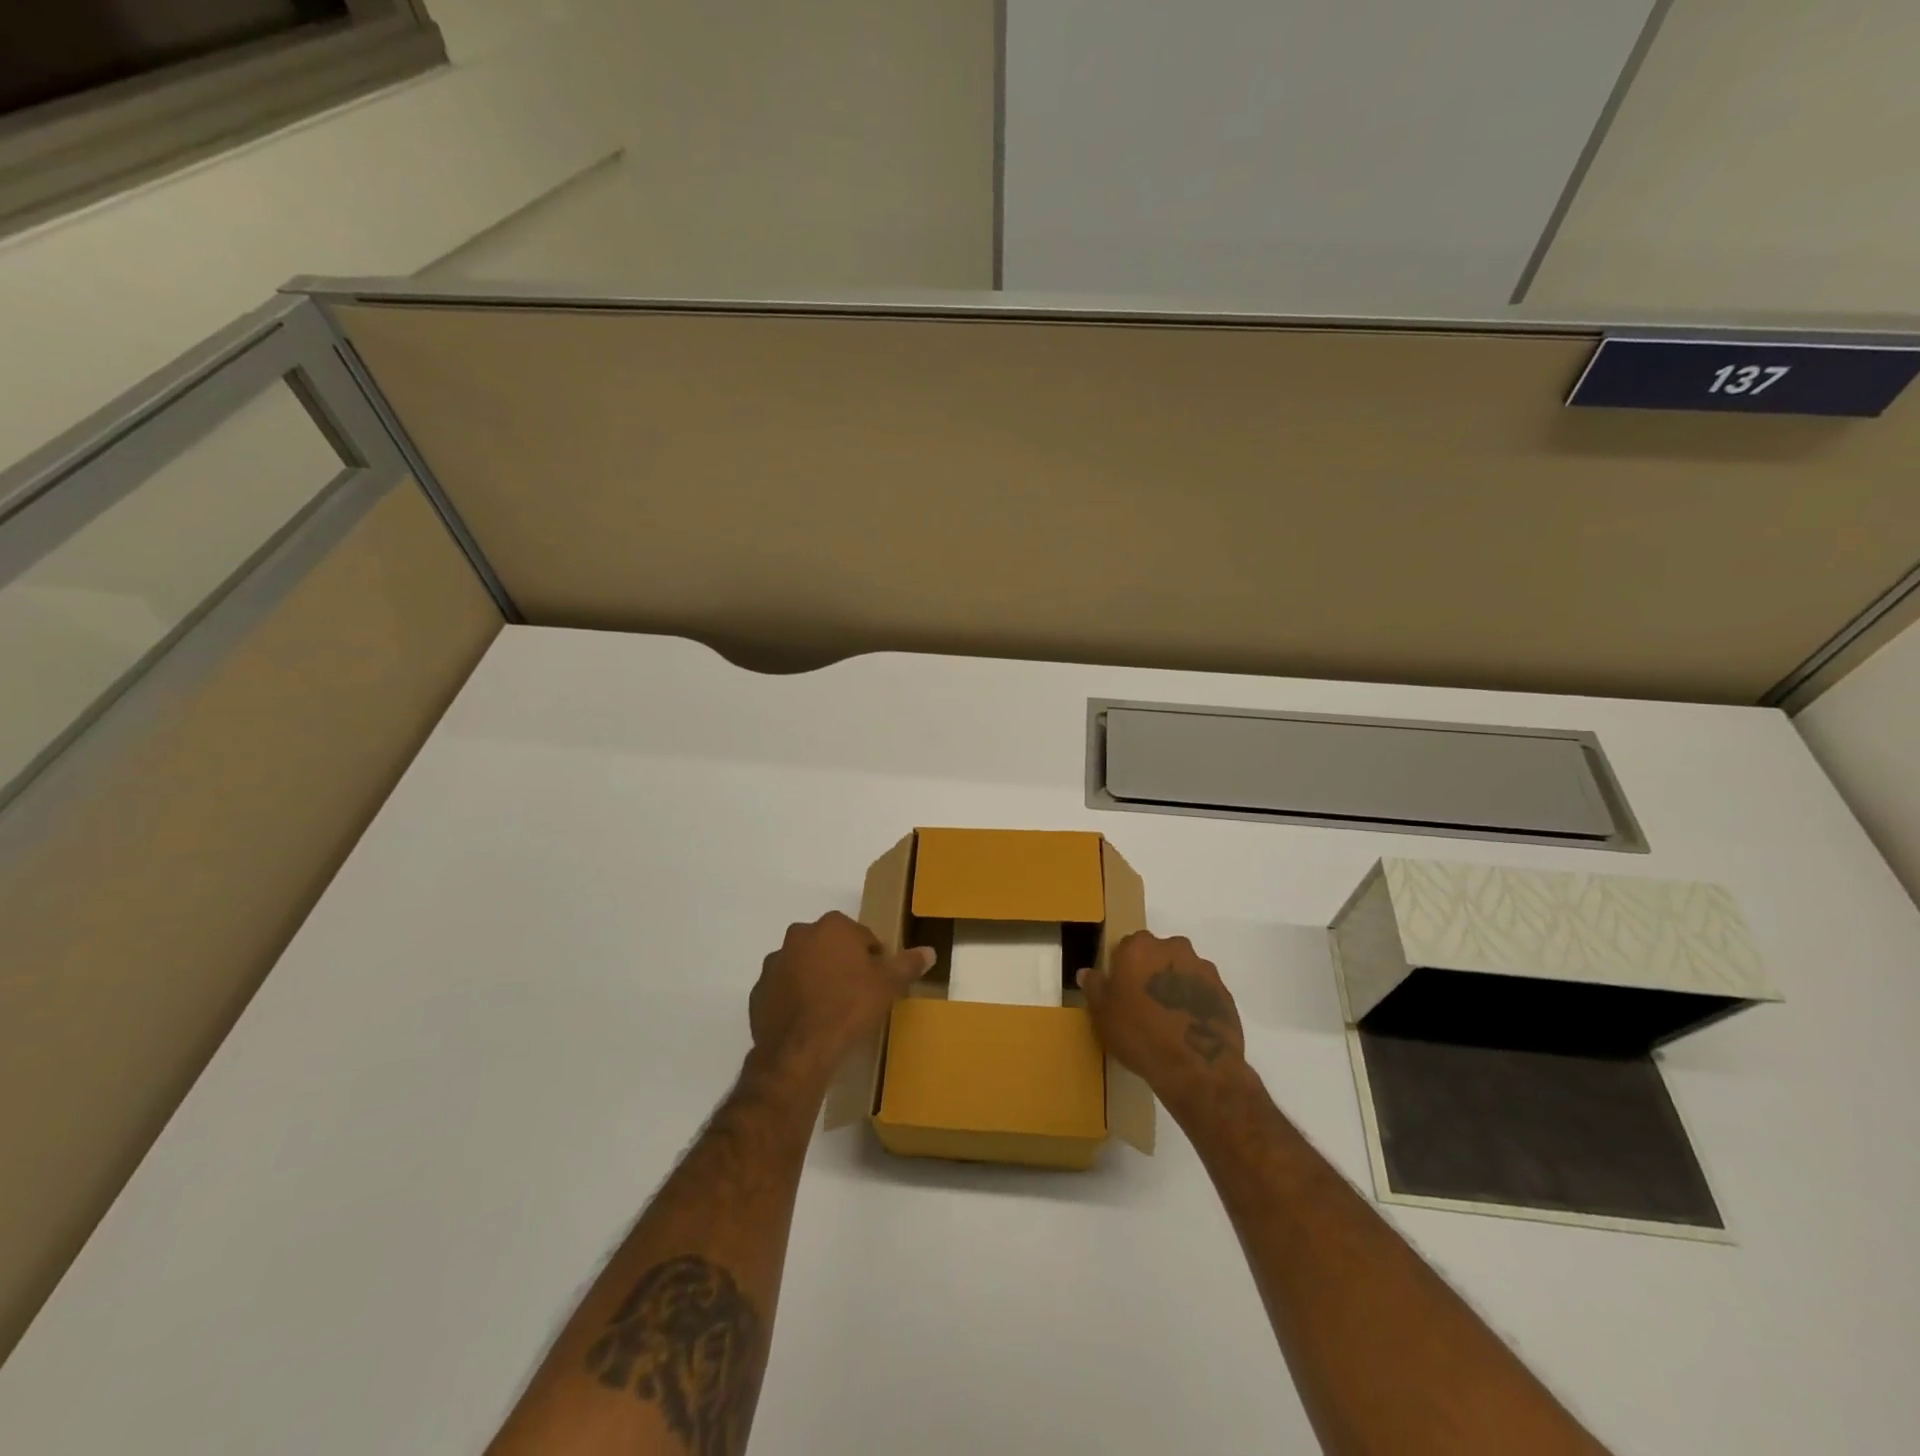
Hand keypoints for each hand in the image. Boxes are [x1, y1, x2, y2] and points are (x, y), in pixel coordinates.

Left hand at [749, 912, 933, 1086]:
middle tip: (856, 995)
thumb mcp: (887, 986)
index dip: (872, 959)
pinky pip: (783, 990)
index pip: (861, 936)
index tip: (876, 982)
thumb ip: (907, 964)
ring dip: (815, 979)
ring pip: (803, 966)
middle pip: (829, 946)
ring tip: (830, 1011)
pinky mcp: (758, 992)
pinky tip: (808, 1022)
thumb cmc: (849, 1008)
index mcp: (832, 927)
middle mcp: (799, 936)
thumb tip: (929, 951)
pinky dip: (794, 1000)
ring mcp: (774, 963)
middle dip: (841, 964)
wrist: (800, 1051)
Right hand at [1078, 931, 1246, 1114]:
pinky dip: (1195, 1001)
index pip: (1126, 946)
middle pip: (1157, 954)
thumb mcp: (1103, 1015)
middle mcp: (1173, 948)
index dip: (1123, 968)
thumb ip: (1095, 987)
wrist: (1197, 1068)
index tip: (1121, 990)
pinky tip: (1188, 1026)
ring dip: (1174, 985)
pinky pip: (1202, 990)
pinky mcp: (1223, 991)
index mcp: (1139, 947)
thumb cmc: (1140, 1035)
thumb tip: (1087, 972)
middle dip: (1151, 972)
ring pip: (1181, 970)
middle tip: (1144, 1003)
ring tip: (1169, 1018)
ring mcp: (1202, 968)